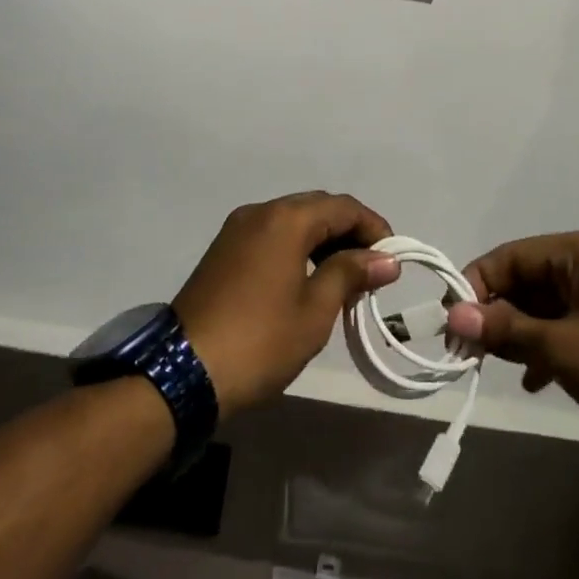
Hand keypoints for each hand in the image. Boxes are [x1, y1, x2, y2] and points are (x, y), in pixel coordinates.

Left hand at [174, 192, 400, 418]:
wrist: (184, 371)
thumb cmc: (260, 341)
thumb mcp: (314, 310)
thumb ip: (350, 274)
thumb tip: (386, 259)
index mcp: (285, 219)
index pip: (342, 206)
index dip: (374, 227)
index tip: (393, 259)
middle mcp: (260, 211)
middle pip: (317, 207)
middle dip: (349, 232)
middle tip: (371, 269)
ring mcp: (237, 229)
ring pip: (292, 220)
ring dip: (322, 240)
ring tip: (344, 278)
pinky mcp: (224, 250)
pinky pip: (271, 234)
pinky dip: (296, 247)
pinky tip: (308, 279)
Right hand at [447, 231, 578, 494]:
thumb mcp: (563, 348)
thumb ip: (506, 328)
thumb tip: (454, 315)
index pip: (511, 255)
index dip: (477, 285)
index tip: (452, 323)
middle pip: (529, 279)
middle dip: (496, 312)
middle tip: (466, 350)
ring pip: (548, 307)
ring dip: (519, 333)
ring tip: (493, 365)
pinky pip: (570, 330)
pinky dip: (547, 349)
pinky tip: (533, 379)